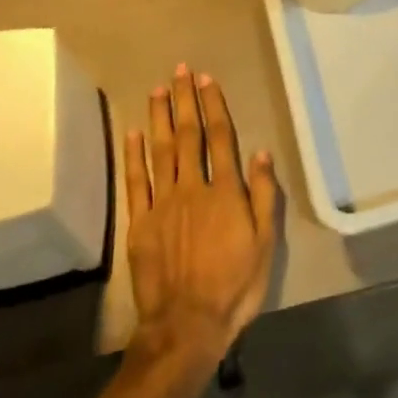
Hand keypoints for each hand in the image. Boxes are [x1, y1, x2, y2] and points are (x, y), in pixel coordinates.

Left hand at [125, 64, 281, 368]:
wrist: (186, 326)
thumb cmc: (234, 286)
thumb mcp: (265, 244)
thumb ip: (263, 195)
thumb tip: (260, 152)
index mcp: (225, 192)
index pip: (220, 138)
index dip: (213, 106)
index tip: (207, 80)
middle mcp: (192, 188)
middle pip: (188, 136)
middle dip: (185, 101)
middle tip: (180, 71)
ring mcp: (162, 204)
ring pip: (161, 150)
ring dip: (160, 117)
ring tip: (158, 89)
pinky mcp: (140, 223)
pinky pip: (136, 181)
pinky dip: (134, 155)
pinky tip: (133, 132)